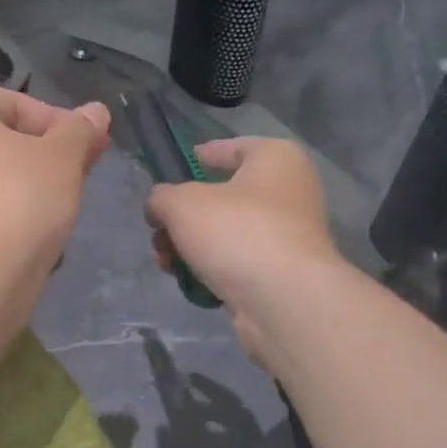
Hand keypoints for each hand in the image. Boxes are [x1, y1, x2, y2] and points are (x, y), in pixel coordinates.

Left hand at [0, 82, 110, 306]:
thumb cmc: (16, 199)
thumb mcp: (62, 156)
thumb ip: (80, 130)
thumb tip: (96, 112)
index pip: (16, 103)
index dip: (61, 125)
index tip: (92, 148)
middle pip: (0, 139)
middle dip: (43, 156)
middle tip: (81, 176)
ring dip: (26, 187)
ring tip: (60, 207)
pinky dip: (4, 216)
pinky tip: (31, 235)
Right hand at [143, 138, 338, 348]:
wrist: (283, 300)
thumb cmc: (237, 232)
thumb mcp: (181, 203)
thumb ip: (161, 197)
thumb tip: (159, 208)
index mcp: (276, 158)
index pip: (232, 148)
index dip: (200, 156)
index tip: (173, 170)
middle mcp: (289, 192)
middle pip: (222, 197)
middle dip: (182, 217)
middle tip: (157, 232)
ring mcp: (287, 235)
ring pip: (226, 234)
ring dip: (189, 247)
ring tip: (165, 263)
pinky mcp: (281, 273)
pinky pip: (237, 263)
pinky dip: (211, 271)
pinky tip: (189, 282)